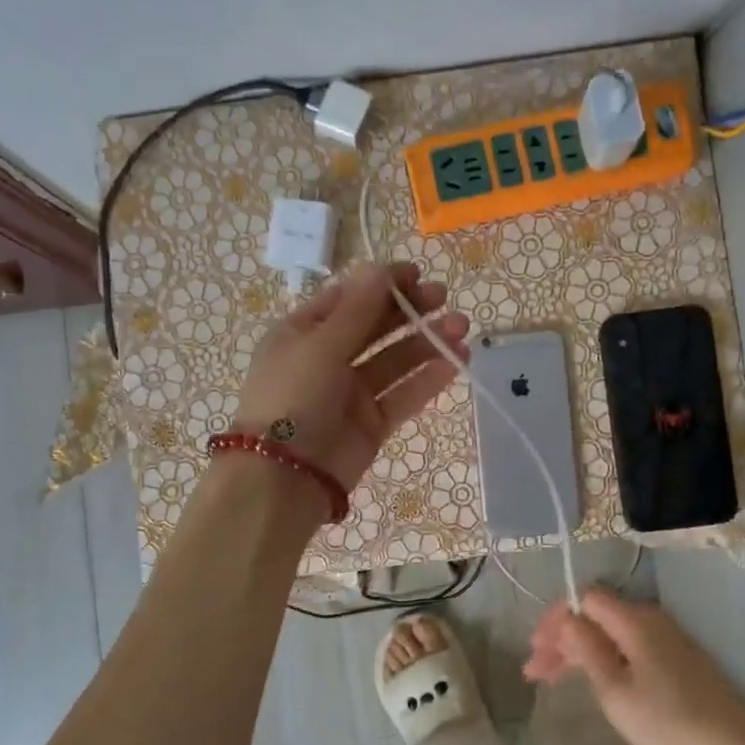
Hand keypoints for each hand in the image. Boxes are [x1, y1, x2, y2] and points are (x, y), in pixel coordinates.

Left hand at [233, 261, 468, 497]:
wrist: (283, 477)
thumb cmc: (293, 398)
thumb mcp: (320, 345)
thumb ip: (358, 309)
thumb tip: (381, 268)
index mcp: (303, 333)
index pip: (347, 299)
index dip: (381, 284)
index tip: (416, 274)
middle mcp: (327, 359)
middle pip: (374, 327)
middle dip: (409, 311)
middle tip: (443, 298)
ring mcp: (351, 393)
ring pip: (394, 361)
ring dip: (426, 343)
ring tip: (461, 328)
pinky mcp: (372, 424)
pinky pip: (403, 395)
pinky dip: (428, 379)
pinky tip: (455, 362)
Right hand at [525, 589, 744, 744]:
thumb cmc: (666, 719)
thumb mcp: (614, 689)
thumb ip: (586, 649)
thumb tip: (567, 620)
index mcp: (634, 619)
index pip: (585, 598)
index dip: (556, 619)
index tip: (536, 649)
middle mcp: (649, 619)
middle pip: (595, 615)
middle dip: (562, 638)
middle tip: (535, 670)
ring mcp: (664, 638)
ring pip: (609, 633)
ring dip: (578, 651)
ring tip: (551, 678)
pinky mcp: (673, 658)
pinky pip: (626, 646)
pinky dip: (601, 659)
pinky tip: (588, 679)